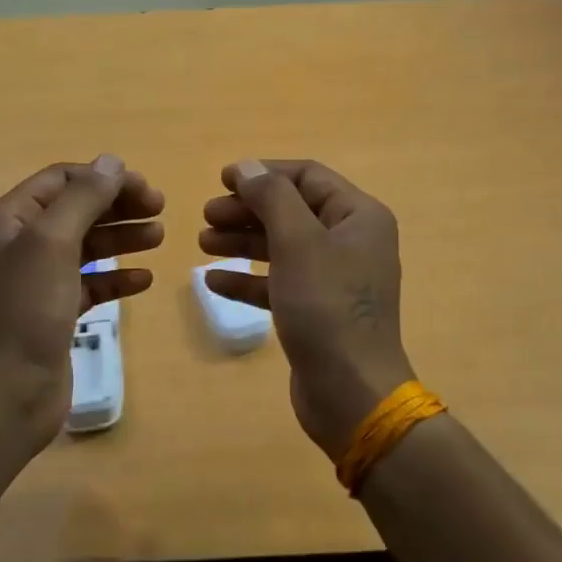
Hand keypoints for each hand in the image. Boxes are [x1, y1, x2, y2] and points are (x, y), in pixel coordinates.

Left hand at [0, 155, 163, 447]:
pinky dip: (116, 277)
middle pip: (77, 210)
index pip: (62, 180)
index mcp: (11, 219)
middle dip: (118, 206)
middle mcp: (21, 244)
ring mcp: (38, 281)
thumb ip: (84, 198)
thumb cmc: (25, 310)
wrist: (4, 394)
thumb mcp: (53, 242)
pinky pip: (91, 284)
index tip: (146, 189)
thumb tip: (112, 161)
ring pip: (87, 246)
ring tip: (160, 238)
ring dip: (122, 238)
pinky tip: (144, 280)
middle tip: (161, 210)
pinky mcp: (55, 313)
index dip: (104, 178)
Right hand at [199, 160, 413, 459]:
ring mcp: (334, 279)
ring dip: (242, 242)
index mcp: (359, 216)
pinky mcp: (317, 312)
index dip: (264, 173)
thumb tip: (248, 168)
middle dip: (248, 210)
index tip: (222, 179)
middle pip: (292, 211)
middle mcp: (351, 242)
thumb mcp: (298, 242)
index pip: (308, 177)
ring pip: (282, 247)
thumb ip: (272, 198)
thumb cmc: (326, 306)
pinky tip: (213, 282)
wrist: (351, 394)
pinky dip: (248, 279)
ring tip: (202, 243)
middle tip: (207, 215)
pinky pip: (279, 283)